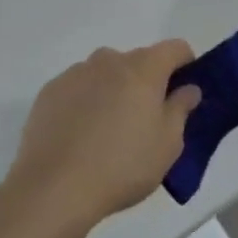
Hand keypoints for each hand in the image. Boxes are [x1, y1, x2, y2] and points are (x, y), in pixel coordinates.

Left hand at [6, 41, 200, 235]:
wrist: (52, 190)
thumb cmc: (121, 166)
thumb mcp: (167, 144)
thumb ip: (181, 109)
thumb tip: (187, 89)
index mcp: (144, 69)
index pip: (175, 48)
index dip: (186, 64)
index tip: (184, 91)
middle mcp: (109, 61)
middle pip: (138, 60)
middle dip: (148, 81)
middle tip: (147, 118)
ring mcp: (75, 74)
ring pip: (106, 72)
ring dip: (115, 88)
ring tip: (109, 128)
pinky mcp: (49, 92)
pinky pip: (79, 87)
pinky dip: (86, 100)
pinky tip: (81, 134)